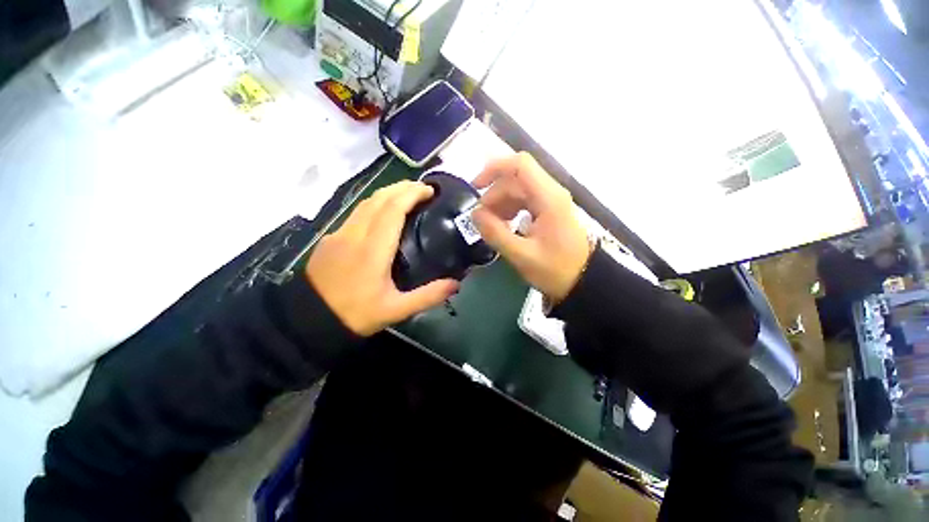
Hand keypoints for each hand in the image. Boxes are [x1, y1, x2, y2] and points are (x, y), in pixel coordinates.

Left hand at [306, 181, 459, 335]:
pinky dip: (375, 204)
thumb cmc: (355, 314)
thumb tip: (456, 284)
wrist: (308, 320)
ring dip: (388, 193)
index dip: (412, 194)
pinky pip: (357, 213)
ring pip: (366, 202)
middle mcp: (355, 234)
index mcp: (373, 249)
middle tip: (424, 189)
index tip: (430, 191)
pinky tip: (384, 213)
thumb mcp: (396, 310)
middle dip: (403, 187)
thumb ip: (428, 296)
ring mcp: (339, 233)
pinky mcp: (330, 238)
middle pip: (379, 198)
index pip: (393, 209)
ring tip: (407, 195)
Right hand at [471, 152, 590, 302]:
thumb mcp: (522, 255)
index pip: (520, 165)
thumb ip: (495, 233)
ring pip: (519, 189)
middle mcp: (551, 192)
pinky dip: (510, 209)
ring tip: (490, 224)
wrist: (584, 281)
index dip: (494, 169)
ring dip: (500, 202)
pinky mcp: (549, 210)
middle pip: (516, 179)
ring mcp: (551, 201)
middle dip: (494, 194)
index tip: (475, 187)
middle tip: (481, 219)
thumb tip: (475, 214)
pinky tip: (504, 224)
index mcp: (548, 198)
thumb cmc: (556, 270)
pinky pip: (524, 201)